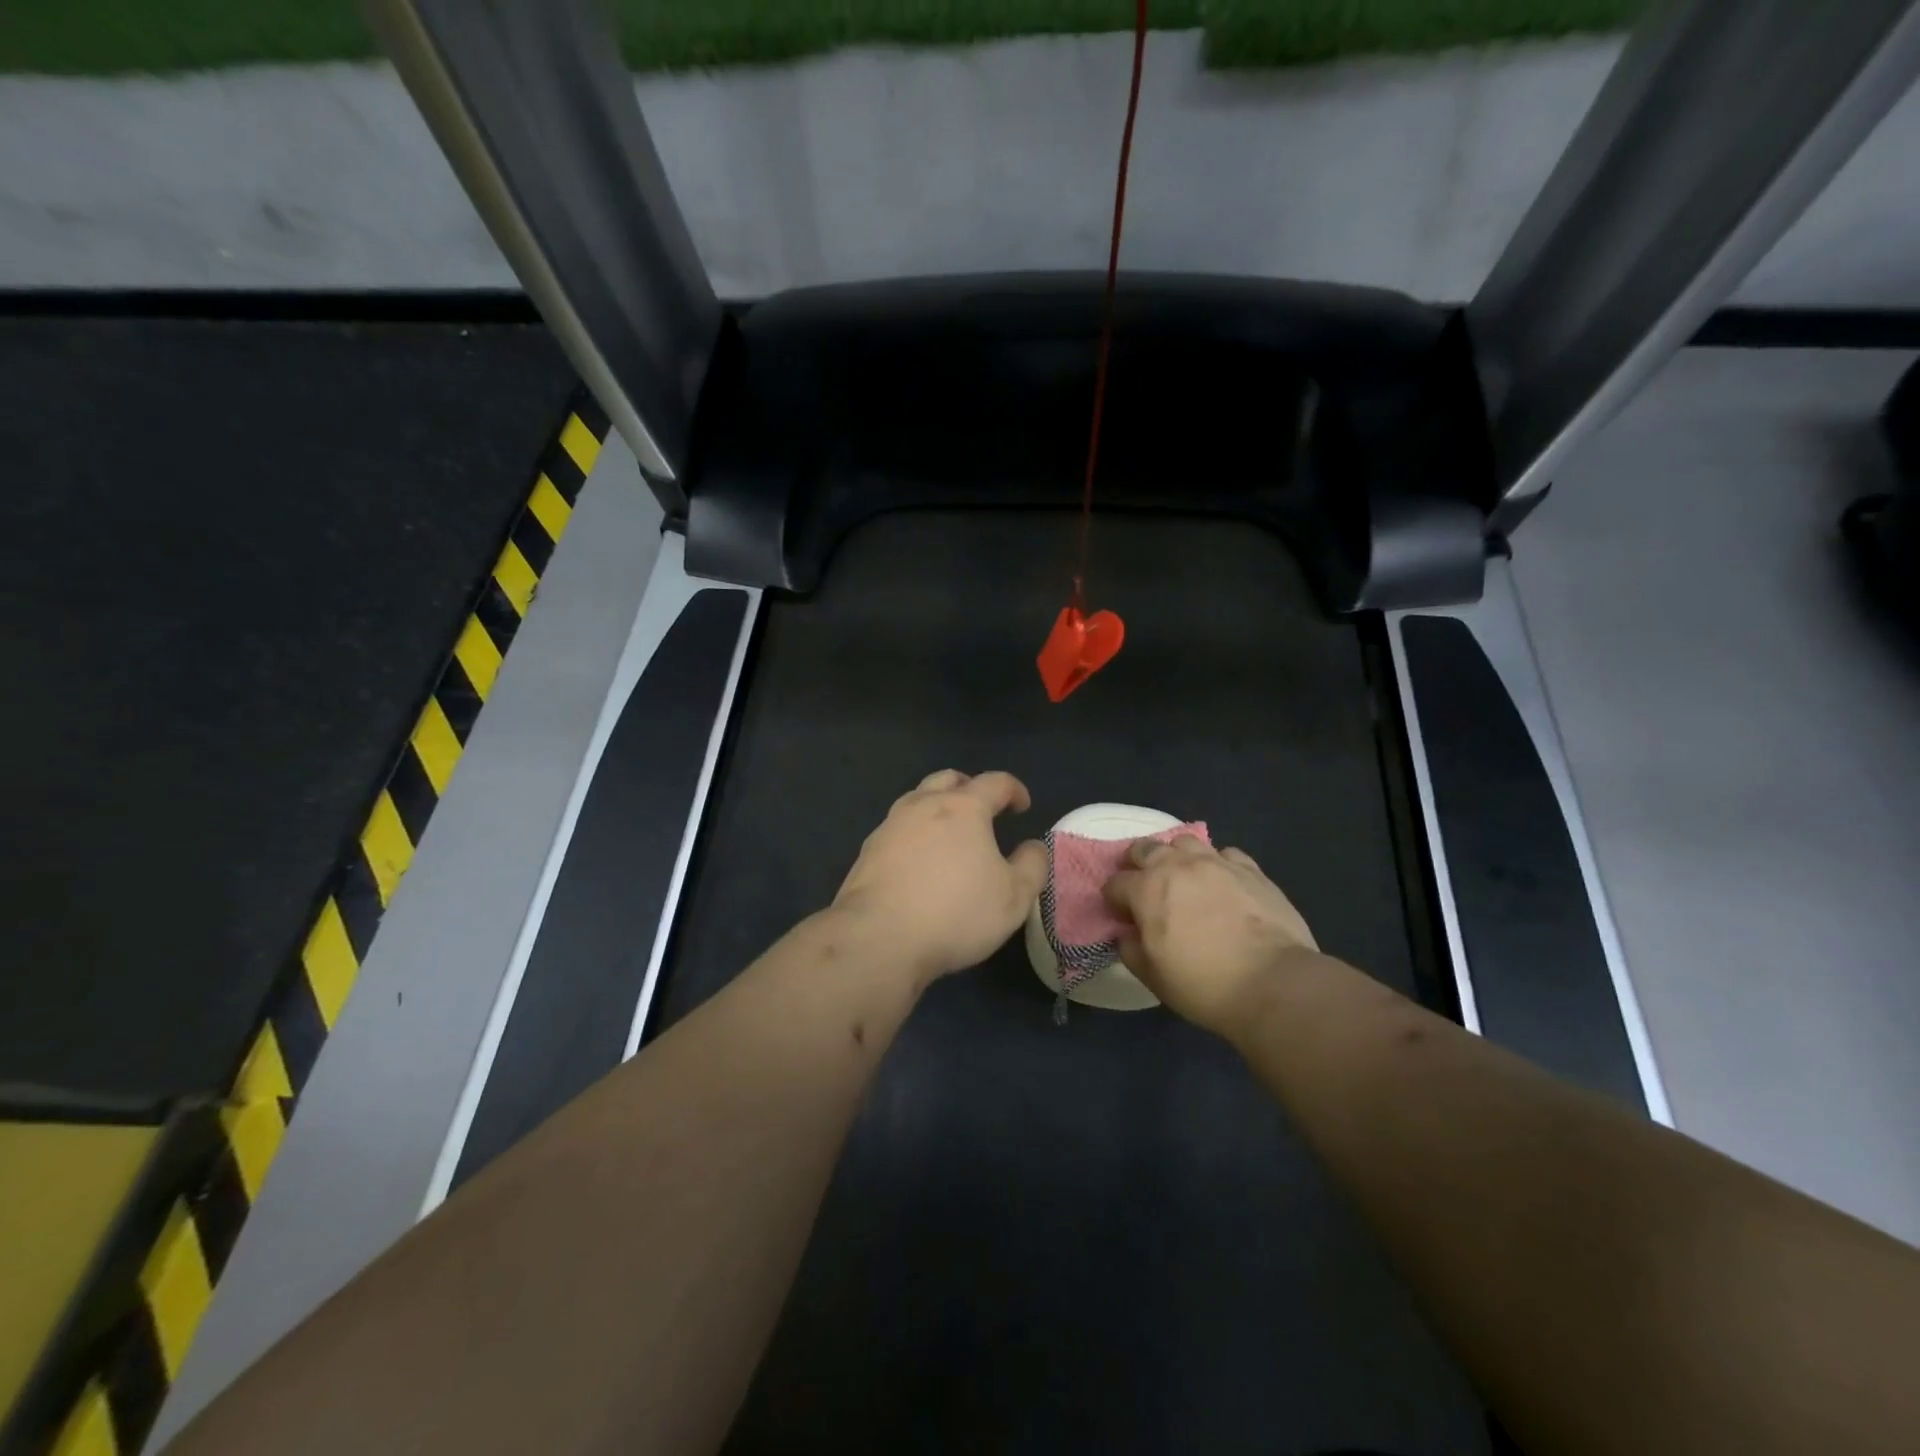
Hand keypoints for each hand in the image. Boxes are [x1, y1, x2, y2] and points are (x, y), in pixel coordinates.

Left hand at [832, 770, 1048, 982]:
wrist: (879, 938)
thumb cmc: (956, 912)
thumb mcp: (1014, 897)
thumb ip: (1032, 866)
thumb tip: (1033, 846)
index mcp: (963, 808)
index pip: (995, 782)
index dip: (1014, 789)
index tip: (1023, 806)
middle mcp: (923, 805)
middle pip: (948, 779)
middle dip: (970, 788)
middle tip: (983, 810)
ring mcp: (890, 826)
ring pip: (917, 800)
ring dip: (937, 808)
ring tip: (949, 835)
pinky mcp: (868, 851)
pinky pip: (897, 830)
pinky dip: (914, 835)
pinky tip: (919, 862)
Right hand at [1103, 836, 1318, 1034]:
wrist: (1273, 982)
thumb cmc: (1204, 984)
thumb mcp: (1153, 977)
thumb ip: (1131, 950)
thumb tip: (1126, 935)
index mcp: (1146, 889)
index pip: (1115, 883)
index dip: (1114, 899)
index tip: (1121, 915)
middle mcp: (1177, 865)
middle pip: (1145, 849)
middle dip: (1137, 864)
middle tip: (1144, 886)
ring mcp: (1216, 862)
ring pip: (1184, 842)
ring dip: (1176, 856)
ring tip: (1182, 877)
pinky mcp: (1250, 868)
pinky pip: (1225, 854)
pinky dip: (1217, 864)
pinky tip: (1222, 883)